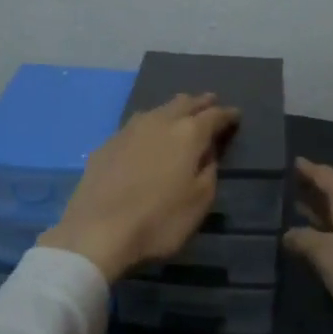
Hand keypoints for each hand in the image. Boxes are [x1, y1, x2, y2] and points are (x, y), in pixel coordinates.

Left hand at [40, 93, 240, 281]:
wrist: (97, 231)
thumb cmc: (159, 221)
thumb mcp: (199, 202)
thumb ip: (208, 171)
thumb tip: (207, 152)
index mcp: (187, 134)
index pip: (213, 115)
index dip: (227, 114)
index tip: (235, 114)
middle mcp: (159, 122)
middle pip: (183, 103)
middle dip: (199, 102)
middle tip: (210, 103)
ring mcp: (129, 130)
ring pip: (157, 110)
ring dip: (173, 110)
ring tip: (180, 114)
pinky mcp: (107, 144)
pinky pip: (135, 126)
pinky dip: (149, 126)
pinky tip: (147, 137)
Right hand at [284, 158, 332, 333]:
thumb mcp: (331, 258)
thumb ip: (305, 241)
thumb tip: (288, 232)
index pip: (328, 177)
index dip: (307, 169)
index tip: (288, 161)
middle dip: (313, 192)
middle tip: (284, 190)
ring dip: (324, 216)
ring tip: (298, 217)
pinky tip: (326, 249)